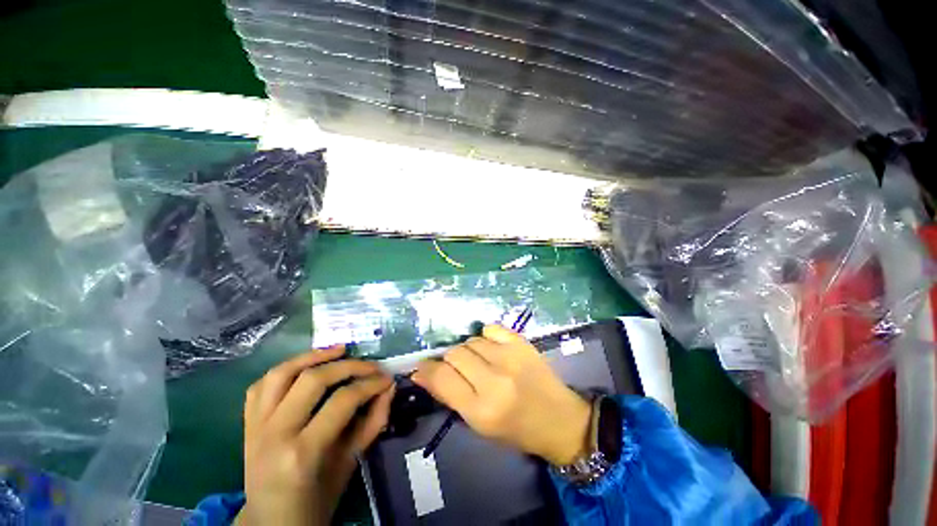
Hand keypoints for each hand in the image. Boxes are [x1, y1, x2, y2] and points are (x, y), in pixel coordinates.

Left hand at [237, 346, 394, 525]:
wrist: (270, 523)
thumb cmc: (315, 501)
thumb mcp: (349, 465)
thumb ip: (372, 424)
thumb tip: (389, 389)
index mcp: (301, 454)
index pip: (342, 401)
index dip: (370, 384)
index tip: (387, 379)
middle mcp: (274, 434)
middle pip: (313, 380)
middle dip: (349, 366)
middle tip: (371, 365)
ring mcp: (255, 427)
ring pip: (281, 373)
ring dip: (313, 356)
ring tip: (340, 349)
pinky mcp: (247, 424)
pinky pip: (261, 385)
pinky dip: (286, 369)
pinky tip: (306, 365)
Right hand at [412, 325, 590, 465]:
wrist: (559, 419)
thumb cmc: (516, 430)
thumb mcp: (478, 424)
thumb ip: (449, 395)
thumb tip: (421, 373)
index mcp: (481, 409)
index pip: (442, 378)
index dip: (427, 369)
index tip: (422, 366)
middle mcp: (494, 379)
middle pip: (455, 353)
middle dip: (450, 360)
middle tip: (459, 370)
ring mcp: (510, 357)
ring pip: (471, 341)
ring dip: (469, 351)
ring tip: (480, 362)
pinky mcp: (521, 343)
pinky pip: (490, 329)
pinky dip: (486, 337)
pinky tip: (493, 349)